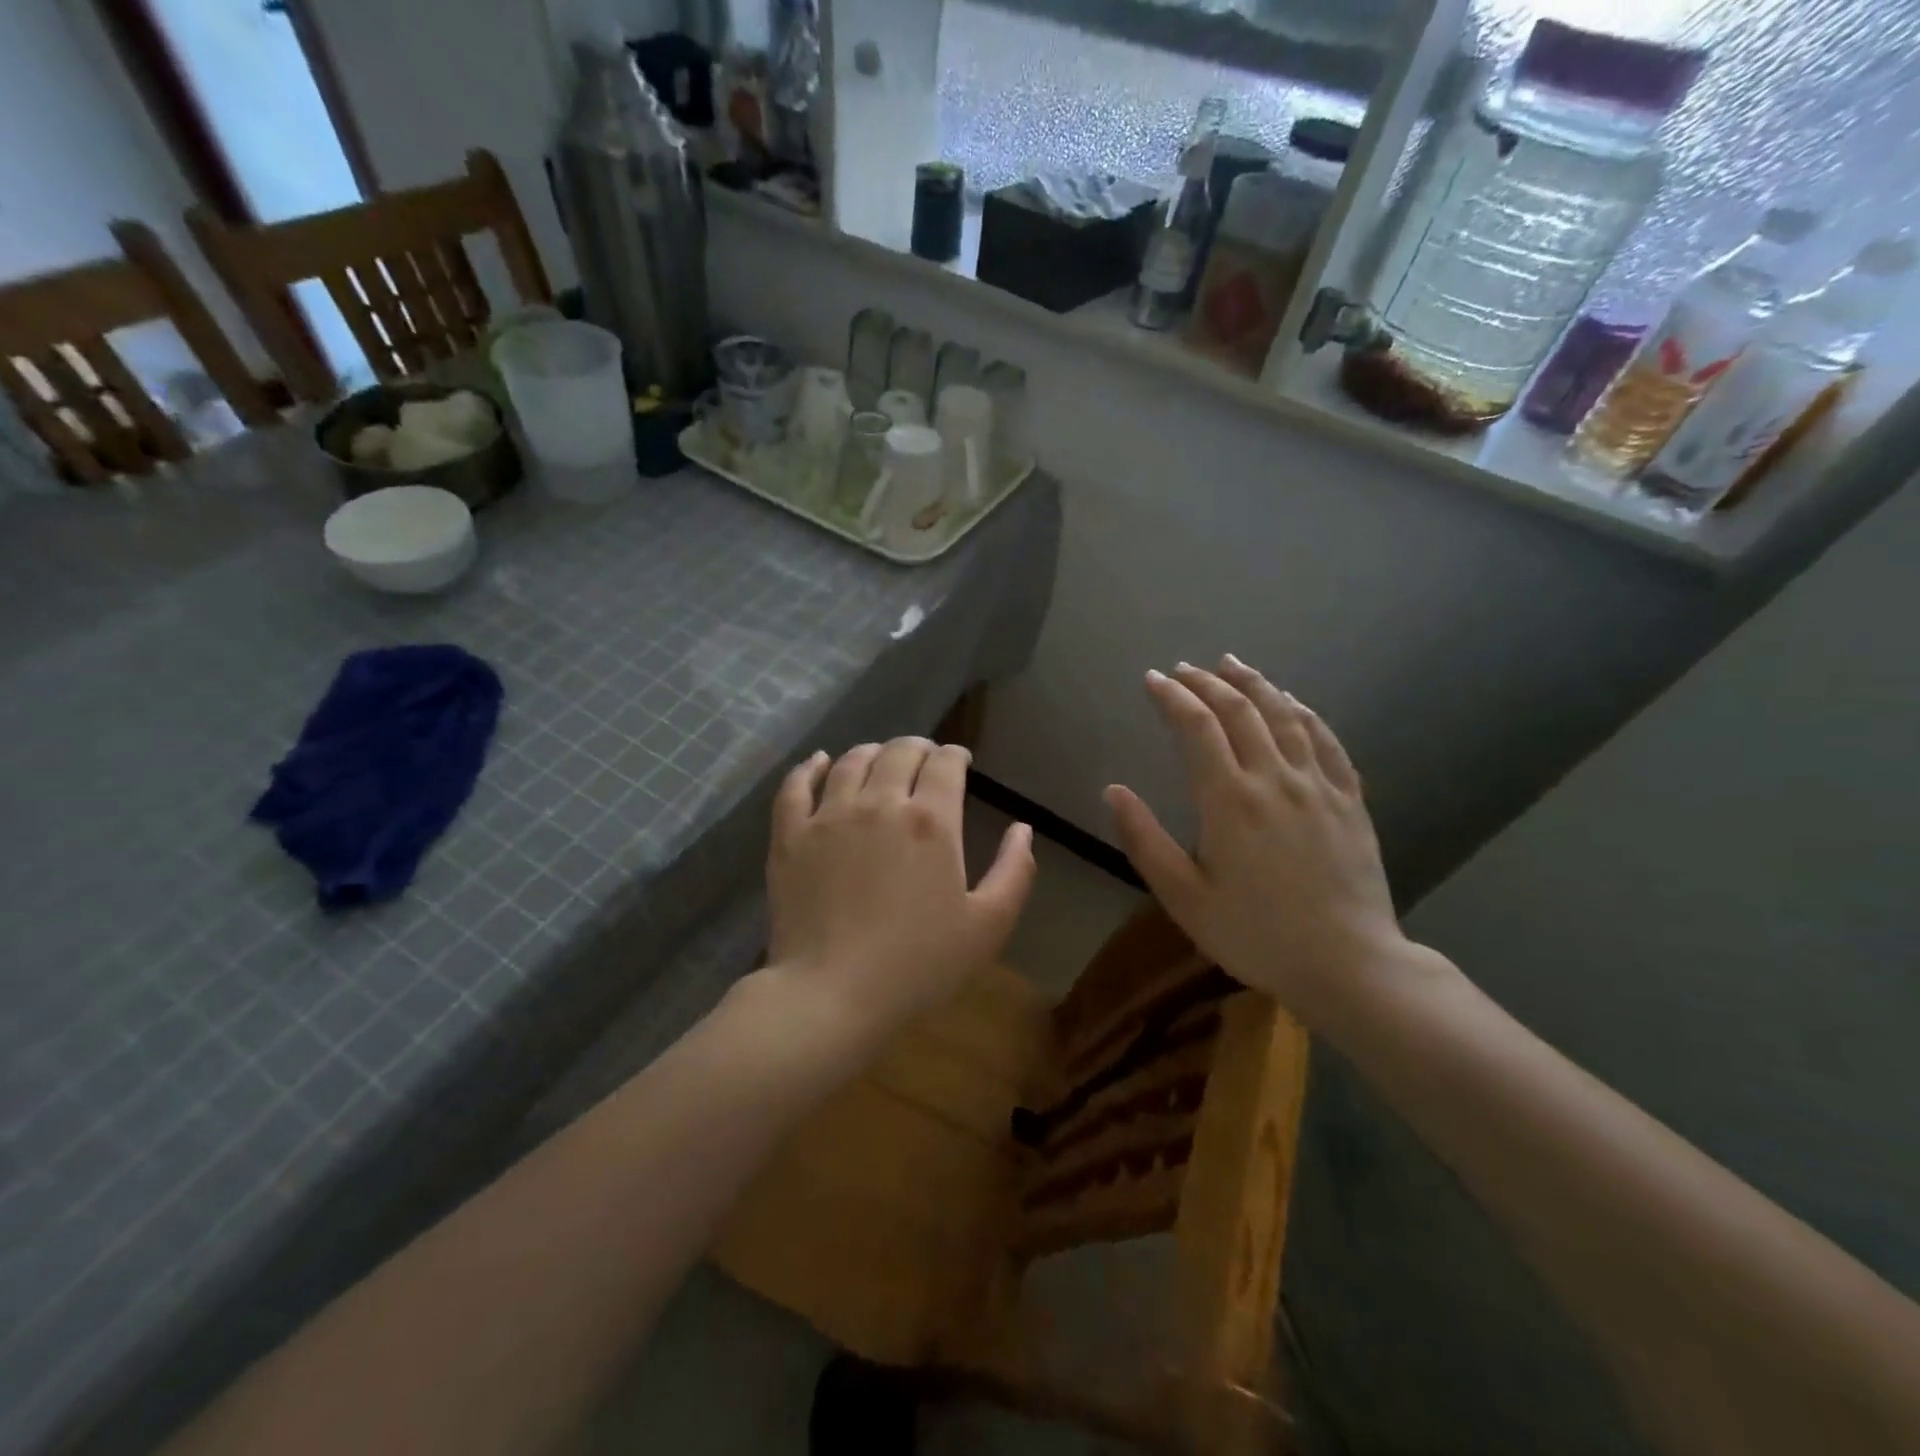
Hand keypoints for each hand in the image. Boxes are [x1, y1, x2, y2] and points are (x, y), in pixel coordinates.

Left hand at [762, 738, 1035, 1049]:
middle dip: (918, 748)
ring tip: (879, 758)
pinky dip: (810, 766)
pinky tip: (819, 762)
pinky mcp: (790, 835)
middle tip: (924, 758)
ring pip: (852, 761)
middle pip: (899, 752)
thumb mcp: (988, 926)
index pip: (944, 764)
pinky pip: (796, 785)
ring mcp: (829, 815)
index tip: (959, 761)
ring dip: (872, 752)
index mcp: (931, 820)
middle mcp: (880, 803)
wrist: (833, 993)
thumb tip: (1022, 828)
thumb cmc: (919, 964)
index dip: (955, 755)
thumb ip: (1014, 871)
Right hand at [1104, 657, 1406, 1029]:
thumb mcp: (1183, 897)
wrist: (1348, 965)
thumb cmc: (1255, 935)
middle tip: (1184, 669)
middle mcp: (1274, 779)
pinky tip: (1292, 702)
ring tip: (1232, 665)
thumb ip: (1144, 840)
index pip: (1196, 727)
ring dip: (1255, 684)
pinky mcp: (1349, 800)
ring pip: (1285, 716)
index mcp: (1228, 800)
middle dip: (1207, 683)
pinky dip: (1305, 712)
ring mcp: (1318, 786)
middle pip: (1240, 711)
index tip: (1153, 680)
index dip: (1172, 697)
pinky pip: (1327, 741)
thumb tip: (1113, 790)